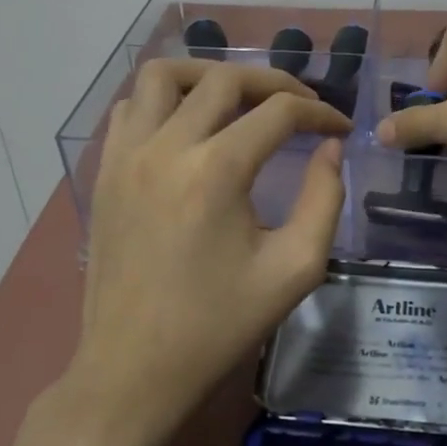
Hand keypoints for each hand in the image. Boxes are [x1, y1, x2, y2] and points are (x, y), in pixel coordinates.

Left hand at [70, 58, 350, 443]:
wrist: (132, 370)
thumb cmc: (218, 325)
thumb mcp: (294, 270)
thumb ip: (325, 199)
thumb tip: (329, 147)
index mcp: (217, 171)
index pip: (279, 111)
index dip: (320, 111)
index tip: (341, 126)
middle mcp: (166, 147)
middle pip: (226, 79)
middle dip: (274, 83)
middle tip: (300, 107)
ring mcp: (126, 155)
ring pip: (164, 75)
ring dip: (209, 76)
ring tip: (239, 99)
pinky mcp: (104, 170)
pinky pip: (130, 107)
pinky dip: (163, 100)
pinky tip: (187, 125)